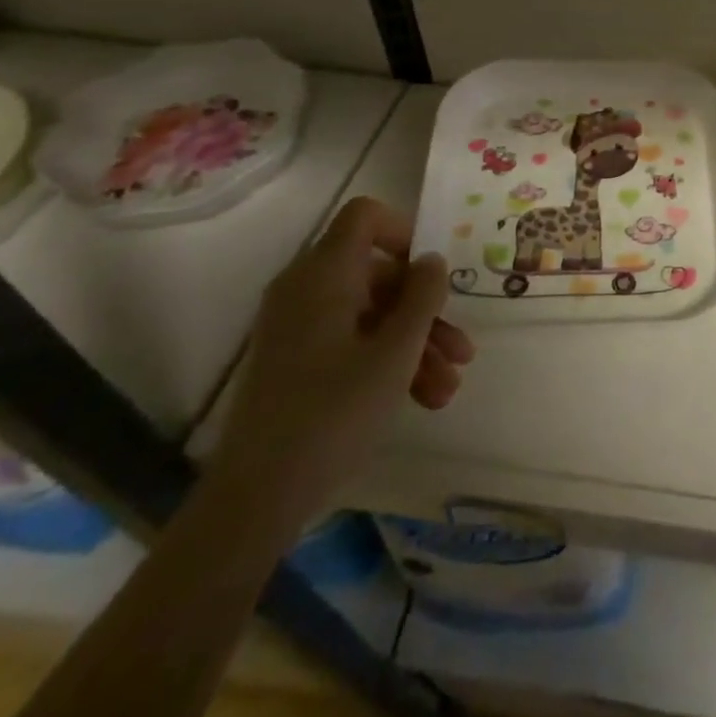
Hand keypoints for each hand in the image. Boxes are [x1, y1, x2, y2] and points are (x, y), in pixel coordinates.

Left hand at [209, 197, 475, 534]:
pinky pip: (351, 343)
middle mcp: (307, 290)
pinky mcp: (295, 363)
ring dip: (416, 345)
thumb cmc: (333, 412)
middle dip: (426, 311)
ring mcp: (298, 328)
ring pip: (372, 315)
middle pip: (379, 275)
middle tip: (460, 350)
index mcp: (325, 274)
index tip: (433, 272)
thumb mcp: (396, 351)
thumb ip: (423, 296)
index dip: (404, 232)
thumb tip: (431, 259)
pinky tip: (423, 400)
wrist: (255, 499)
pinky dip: (387, 362)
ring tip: (447, 389)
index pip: (365, 217)